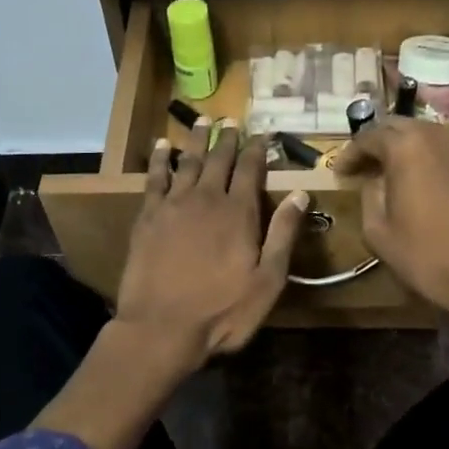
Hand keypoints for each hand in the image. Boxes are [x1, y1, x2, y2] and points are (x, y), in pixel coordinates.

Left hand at [116, 125, 308, 363]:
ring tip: (203, 121)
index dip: (258, 149)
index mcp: (239, 213)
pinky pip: (154, 178)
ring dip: (196, 139)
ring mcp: (173, 205)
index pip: (251, 169)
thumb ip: (283, 235)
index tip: (263, 133)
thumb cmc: (222, 312)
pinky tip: (161, 146)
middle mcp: (206, 199)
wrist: (161, 327)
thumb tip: (301, 194)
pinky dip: (159, 158)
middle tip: (232, 120)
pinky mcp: (148, 217)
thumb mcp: (267, 280)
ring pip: (187, 161)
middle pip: (219, 159)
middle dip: (228, 138)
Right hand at [333, 119, 448, 338]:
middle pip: (400, 126)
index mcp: (407, 148)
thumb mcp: (378, 232)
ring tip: (396, 173)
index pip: (369, 136)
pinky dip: (436, 158)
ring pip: (430, 134)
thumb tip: (374, 181)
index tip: (340, 173)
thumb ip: (369, 196)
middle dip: (378, 143)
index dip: (350, 153)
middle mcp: (439, 136)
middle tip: (365, 168)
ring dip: (409, 148)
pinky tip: (432, 181)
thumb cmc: (428, 258)